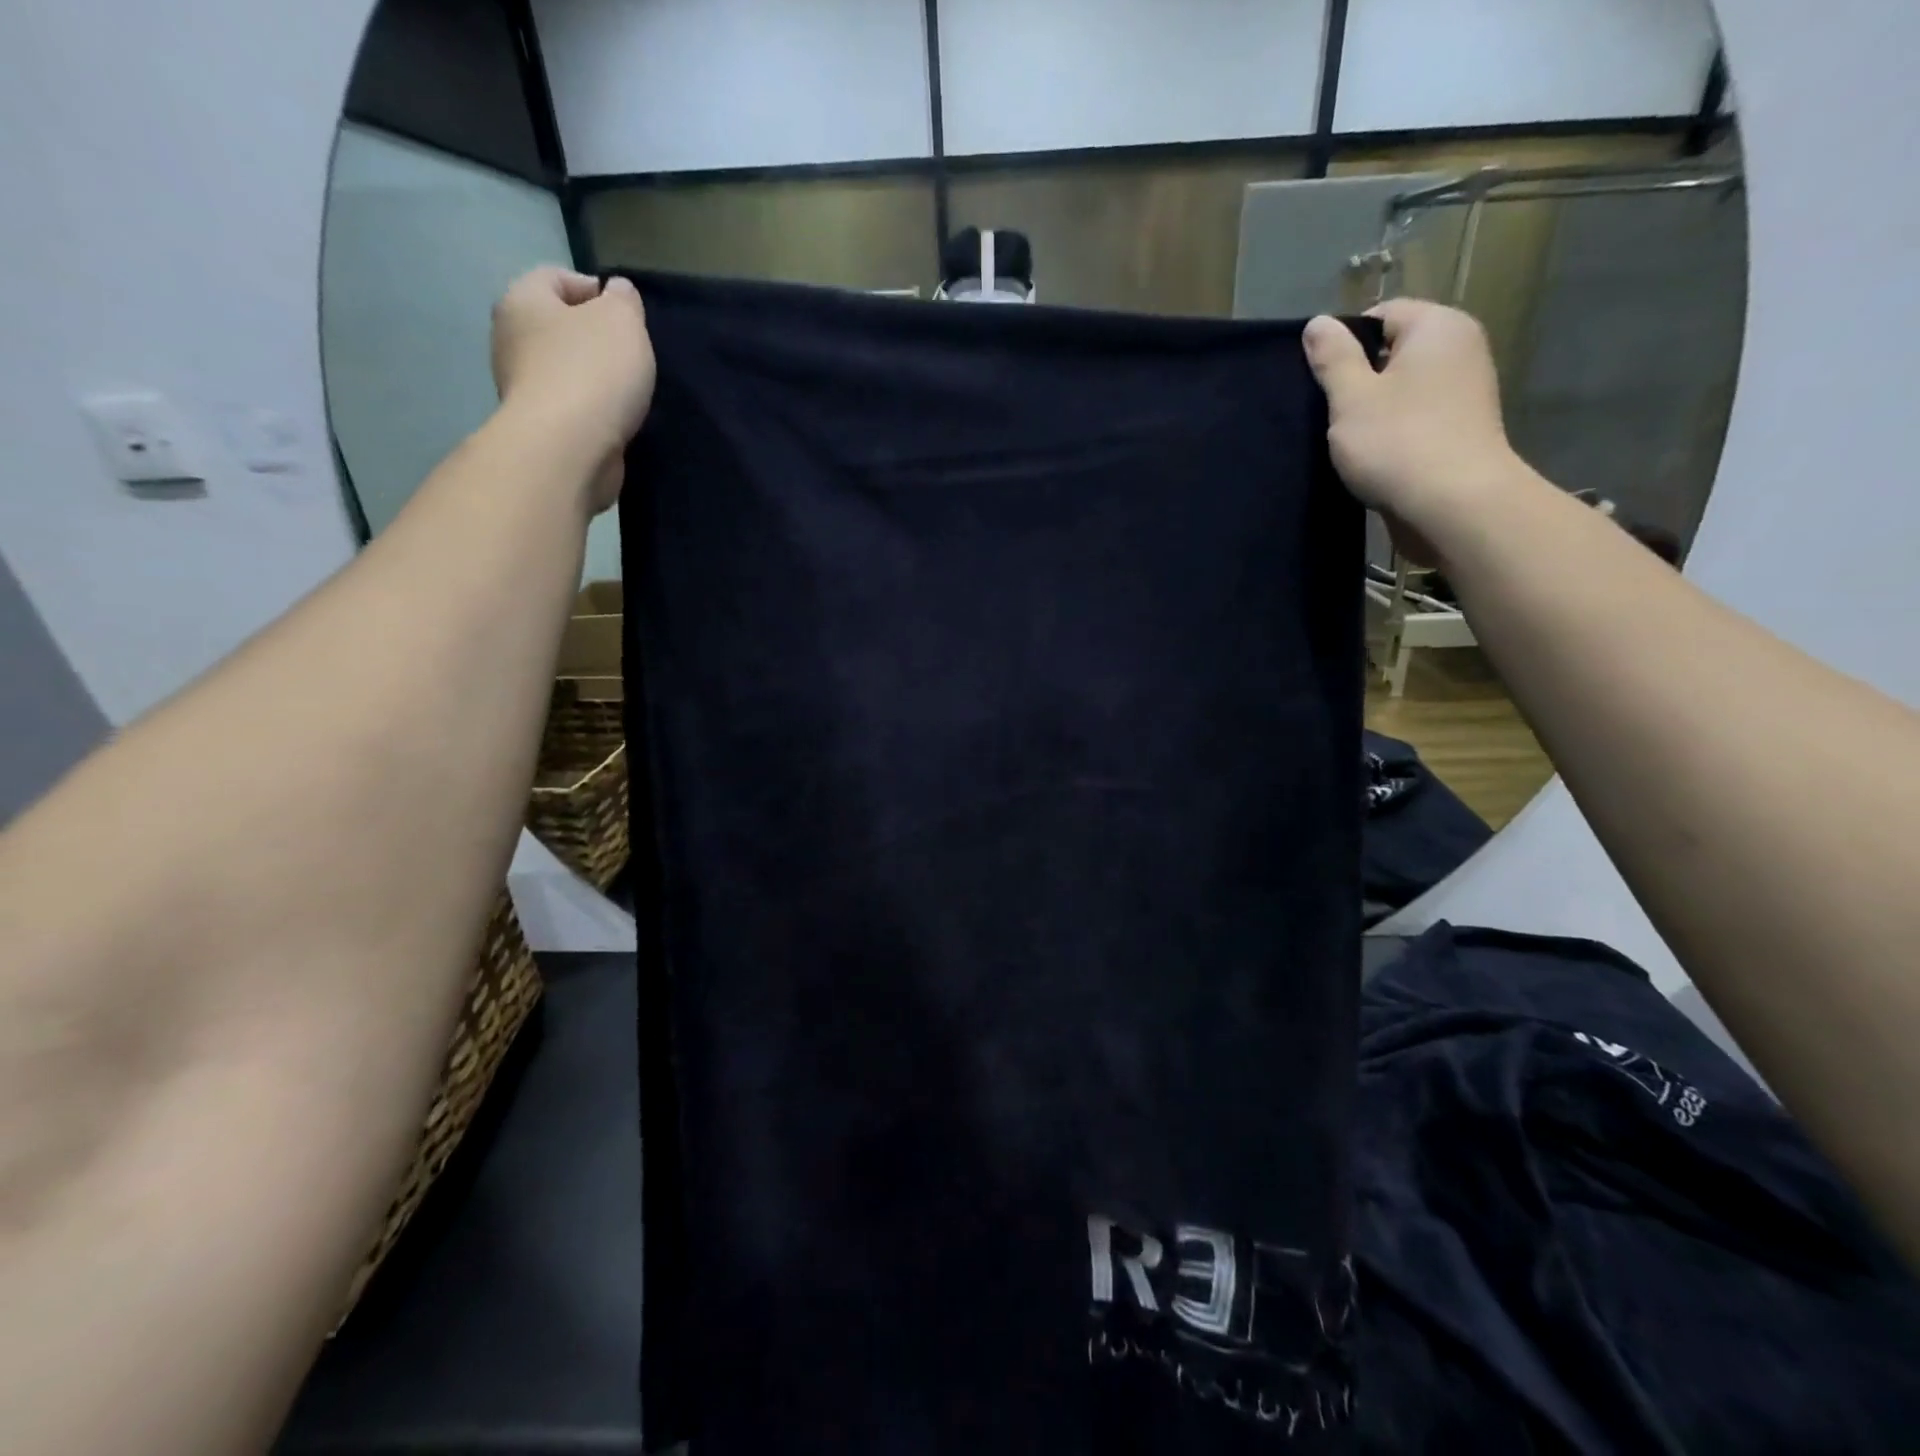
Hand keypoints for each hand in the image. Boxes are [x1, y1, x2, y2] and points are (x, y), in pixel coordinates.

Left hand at [491, 267, 656, 513]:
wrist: (569, 449)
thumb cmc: (593, 372)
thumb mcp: (622, 321)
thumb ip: (624, 301)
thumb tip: (617, 292)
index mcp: (522, 300)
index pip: (554, 277)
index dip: (593, 289)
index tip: (627, 315)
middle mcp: (511, 339)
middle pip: (557, 326)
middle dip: (593, 337)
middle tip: (631, 355)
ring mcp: (521, 386)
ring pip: (563, 369)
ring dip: (594, 377)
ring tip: (628, 392)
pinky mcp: (538, 426)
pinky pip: (569, 406)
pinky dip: (591, 409)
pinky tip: (615, 420)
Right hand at [1303, 299, 1523, 563]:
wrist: (1454, 505)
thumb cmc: (1397, 442)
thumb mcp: (1351, 397)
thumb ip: (1333, 358)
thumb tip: (1318, 322)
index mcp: (1438, 326)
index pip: (1382, 315)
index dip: (1345, 344)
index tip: (1322, 382)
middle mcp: (1461, 347)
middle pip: (1395, 351)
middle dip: (1360, 379)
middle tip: (1330, 413)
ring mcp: (1468, 389)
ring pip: (1405, 387)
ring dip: (1375, 409)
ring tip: (1350, 439)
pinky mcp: (1464, 427)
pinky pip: (1419, 415)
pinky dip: (1395, 430)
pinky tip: (1377, 456)